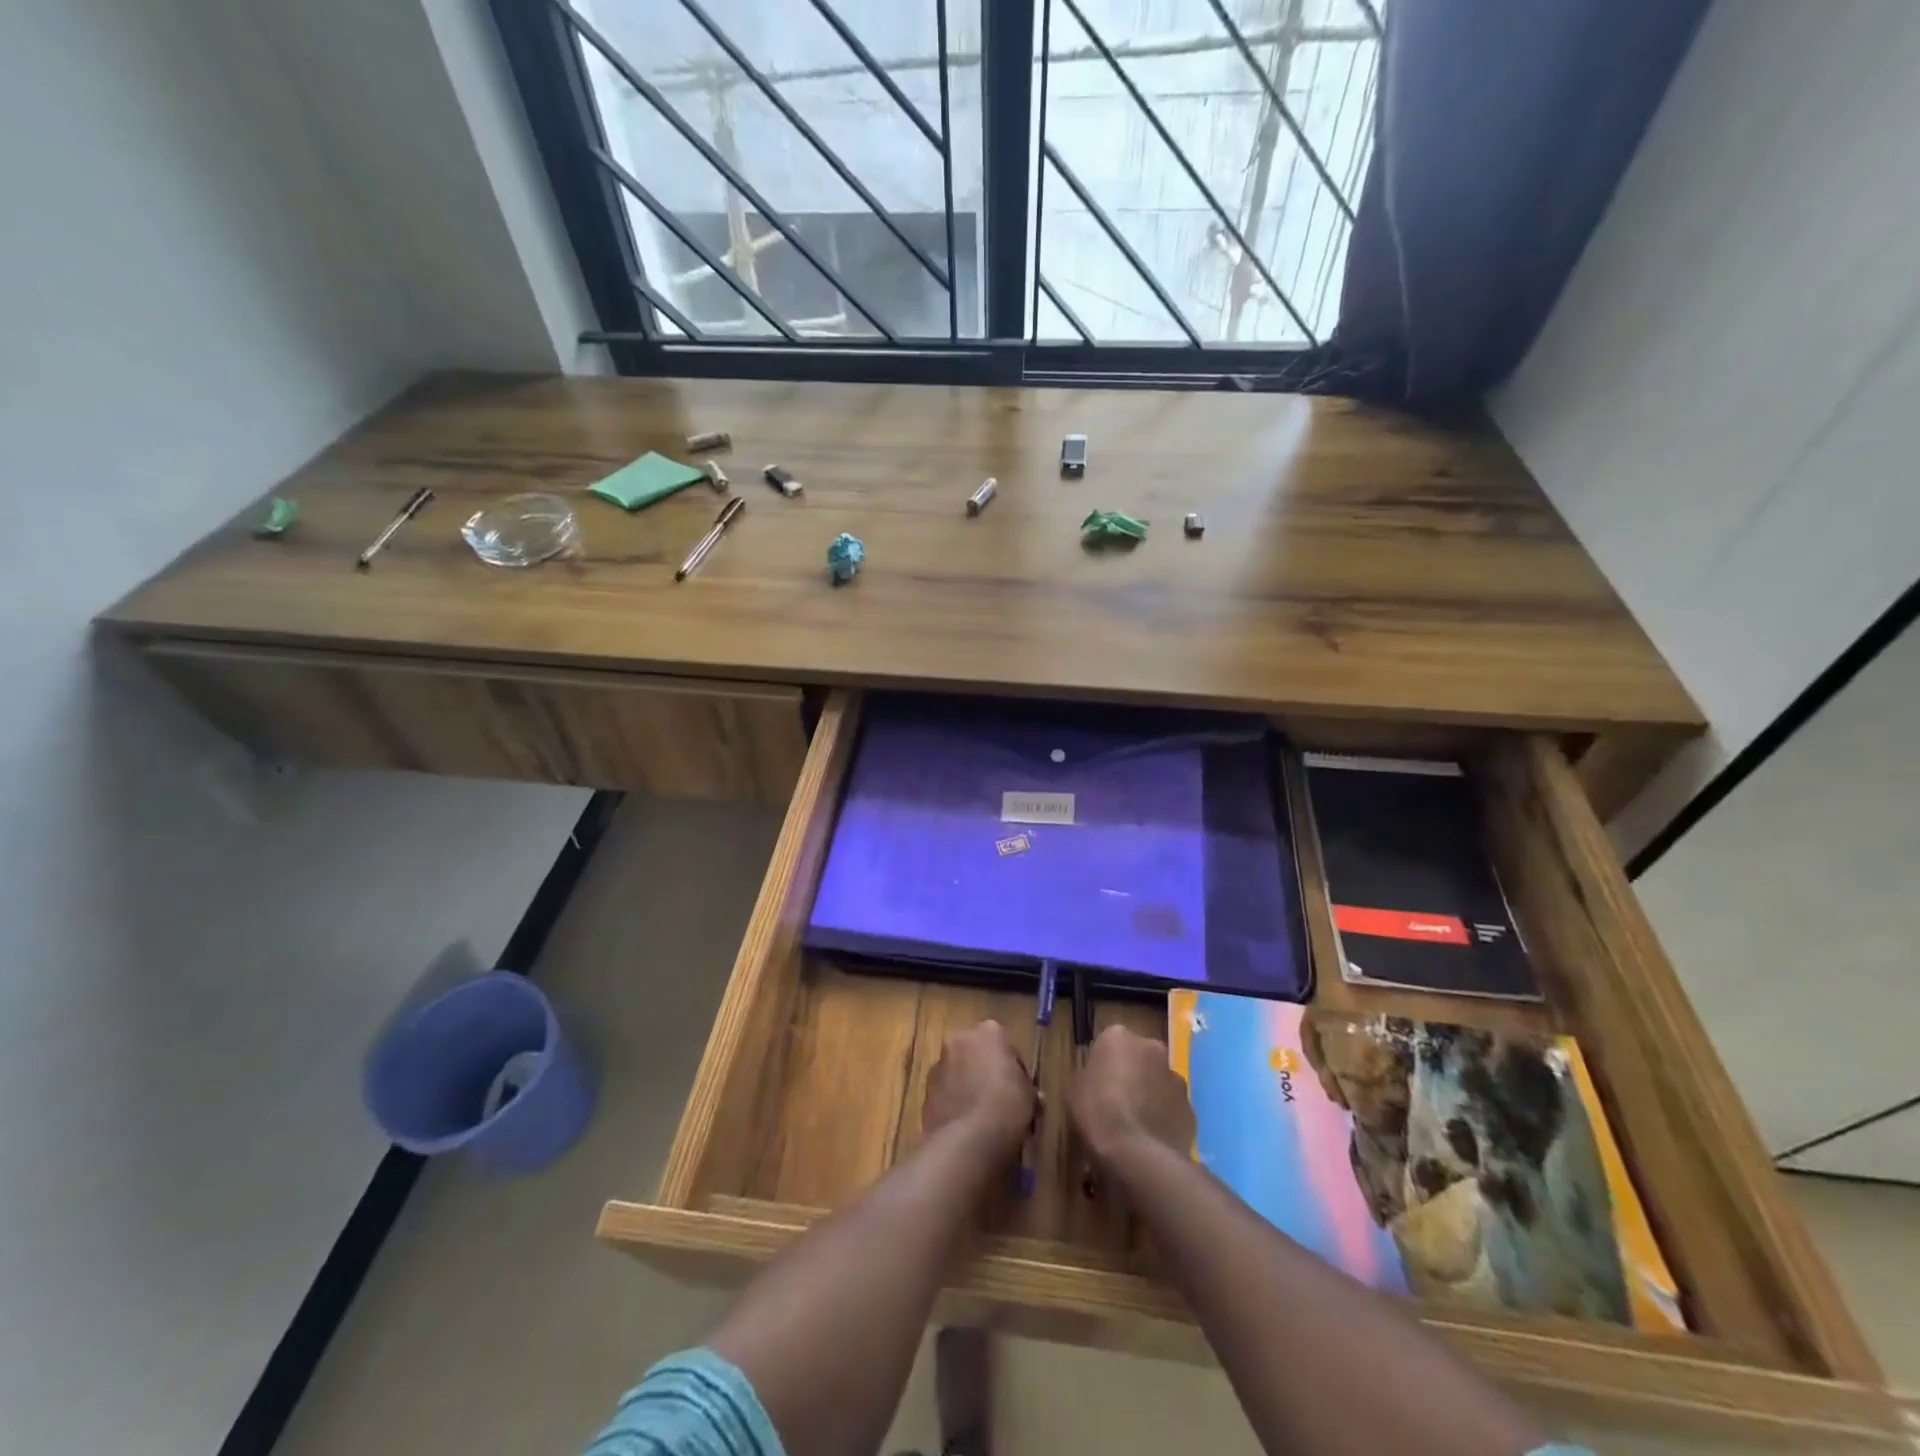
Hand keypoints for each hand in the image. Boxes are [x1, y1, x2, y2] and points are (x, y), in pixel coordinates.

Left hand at [923, 1020, 1035, 1154]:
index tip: (1019, 1089)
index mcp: (988, 1032)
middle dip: (985, 1073)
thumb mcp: (1029, 1094)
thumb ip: (1024, 1086)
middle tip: (1001, 1101)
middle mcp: (959, 1040)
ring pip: (958, 1073)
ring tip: (983, 1118)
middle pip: (976, 1054)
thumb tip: (1024, 1093)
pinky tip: (967, 1127)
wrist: (969, 1140)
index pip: (1004, 1044)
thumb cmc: (1007, 1106)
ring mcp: (938, 1066)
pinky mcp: (925, 1093)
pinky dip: (954, 1105)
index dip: (1013, 1068)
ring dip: (968, 1087)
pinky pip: (945, 1095)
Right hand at [1068, 1026, 1194, 1167]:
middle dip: (1132, 1072)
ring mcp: (1176, 1078)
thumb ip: (1088, 1074)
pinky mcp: (1191, 1108)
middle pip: (1139, 1056)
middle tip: (1116, 1099)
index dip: (1103, 1063)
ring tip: (1135, 1123)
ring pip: (1159, 1081)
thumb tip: (1098, 1077)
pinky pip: (1172, 1107)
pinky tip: (1151, 1138)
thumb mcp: (1074, 1089)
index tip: (1097, 1082)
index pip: (1109, 1042)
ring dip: (1151, 1093)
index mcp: (1118, 1036)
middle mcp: (1152, 1047)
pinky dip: (1164, 1117)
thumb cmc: (1097, 1113)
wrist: (1137, 1154)